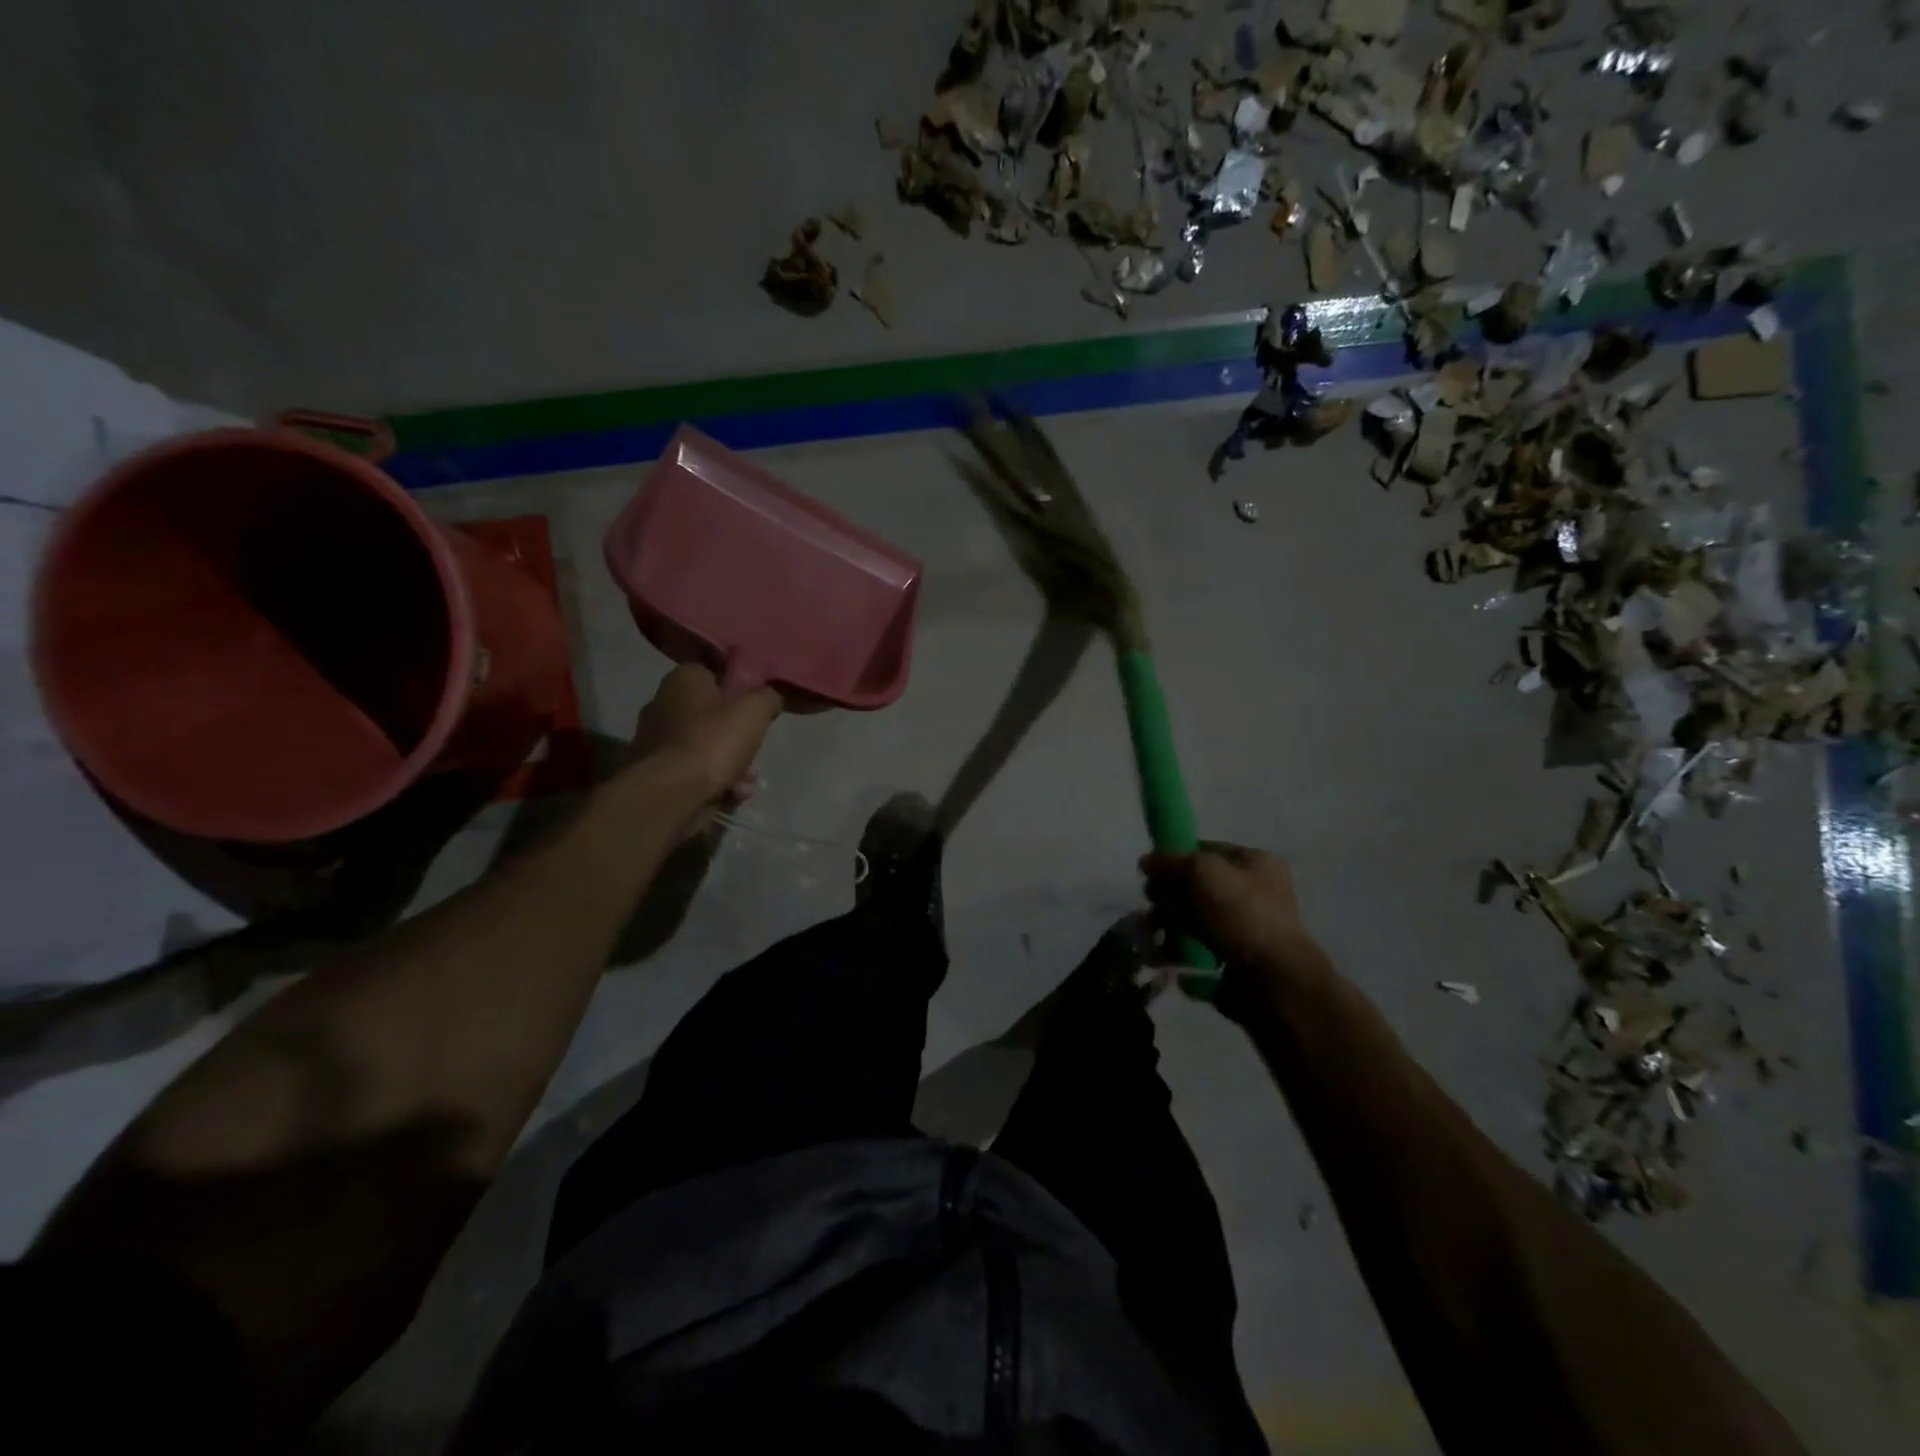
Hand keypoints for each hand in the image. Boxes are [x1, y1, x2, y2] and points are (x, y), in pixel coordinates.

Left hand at [626, 665, 780, 817]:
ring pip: (706, 747)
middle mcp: (662, 704)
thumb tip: (768, 698)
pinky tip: (732, 794)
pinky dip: (714, 781)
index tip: (755, 708)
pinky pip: (694, 772)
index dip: (737, 690)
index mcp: (682, 680)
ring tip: (747, 781)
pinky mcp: (655, 773)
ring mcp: (655, 741)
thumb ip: (767, 698)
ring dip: (731, 764)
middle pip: (711, 715)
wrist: (671, 794)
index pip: (713, 674)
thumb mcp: (754, 711)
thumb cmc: (713, 742)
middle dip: (737, 736)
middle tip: (754, 749)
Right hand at [1140, 842, 1325, 1007]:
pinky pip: (1196, 952)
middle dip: (1167, 897)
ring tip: (1149, 938)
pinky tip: (1162, 958)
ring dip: (1166, 927)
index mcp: (1257, 864)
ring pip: (1193, 921)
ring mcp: (1245, 930)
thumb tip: (1145, 862)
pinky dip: (1177, 954)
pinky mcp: (1235, 963)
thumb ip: (1169, 861)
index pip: (1207, 851)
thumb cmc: (1241, 914)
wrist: (1273, 980)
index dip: (1177, 857)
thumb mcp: (1201, 871)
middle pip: (1196, 887)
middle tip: (1151, 907)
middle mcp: (1255, 894)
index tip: (1151, 873)